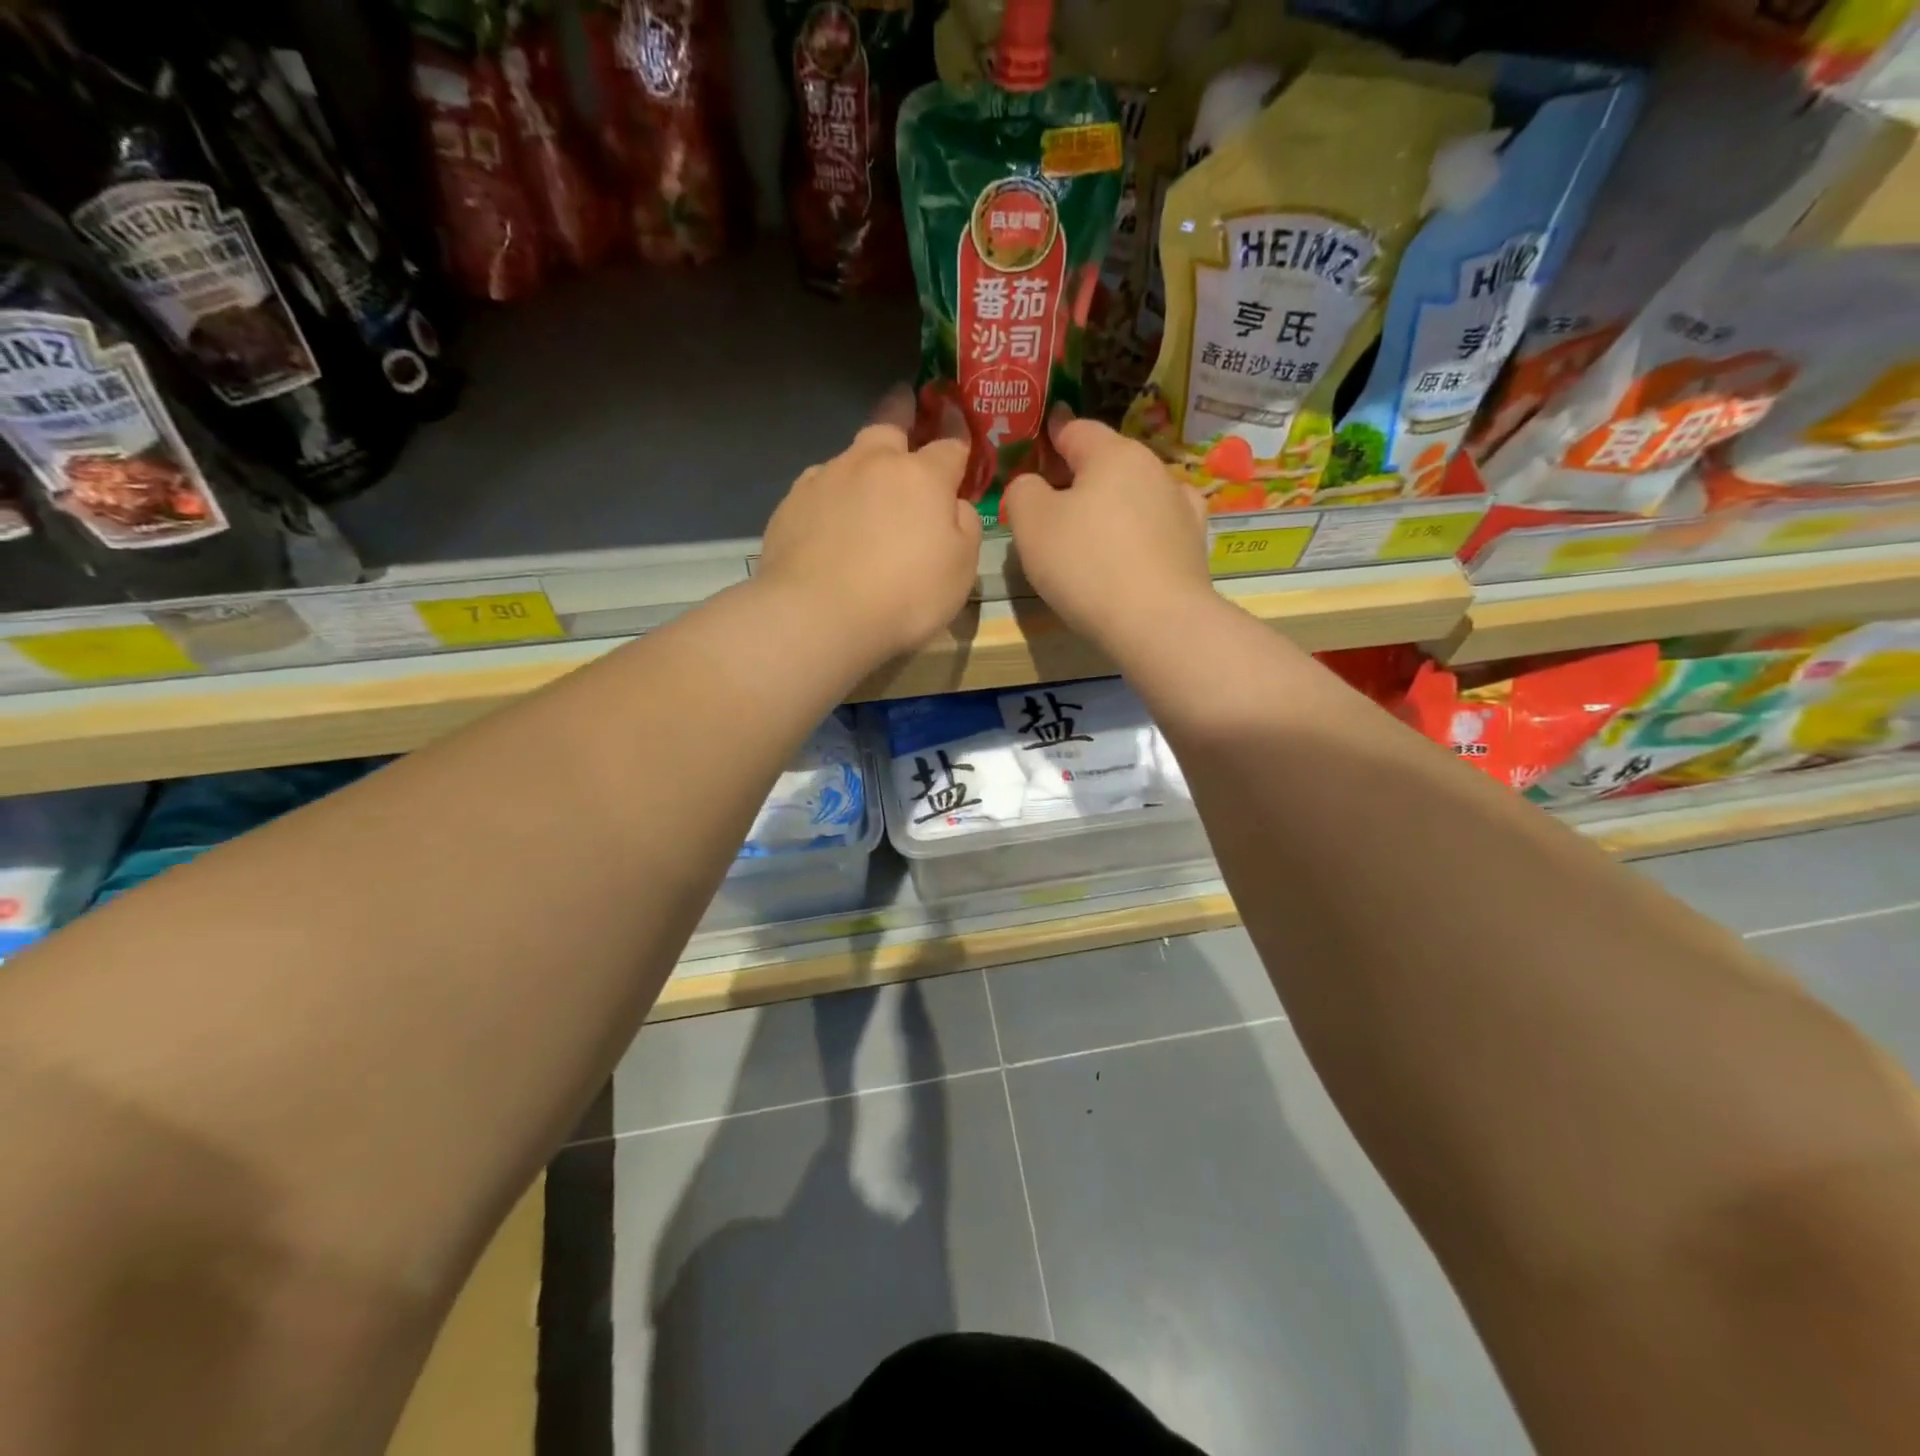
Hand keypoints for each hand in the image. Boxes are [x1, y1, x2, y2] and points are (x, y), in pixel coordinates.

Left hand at [757, 387, 981, 664]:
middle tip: (903, 401)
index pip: (949, 444)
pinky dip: (830, 495)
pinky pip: (818, 488)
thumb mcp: (960, 569)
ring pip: (849, 457)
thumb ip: (964, 527)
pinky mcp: (790, 504)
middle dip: (900, 410)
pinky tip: (829, 518)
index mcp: (922, 477)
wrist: (819, 614)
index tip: (956, 416)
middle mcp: (872, 464)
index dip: (957, 431)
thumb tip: (954, 505)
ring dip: (862, 462)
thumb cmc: (905, 595)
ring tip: (863, 483)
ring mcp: (825, 480)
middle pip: (888, 425)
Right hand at [1002, 411, 1210, 649]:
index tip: (1036, 446)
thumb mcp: (1031, 524)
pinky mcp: (1194, 544)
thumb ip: (1022, 491)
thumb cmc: (1086, 565)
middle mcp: (1154, 468)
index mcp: (1113, 453)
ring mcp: (1181, 506)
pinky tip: (1134, 548)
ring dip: (1112, 505)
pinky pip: (1159, 526)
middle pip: (1107, 462)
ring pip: (1135, 494)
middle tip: (1052, 506)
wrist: (1157, 623)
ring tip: (1092, 534)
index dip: (1050, 436)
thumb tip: (1031, 484)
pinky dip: (1141, 531)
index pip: (1076, 429)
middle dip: (1079, 477)